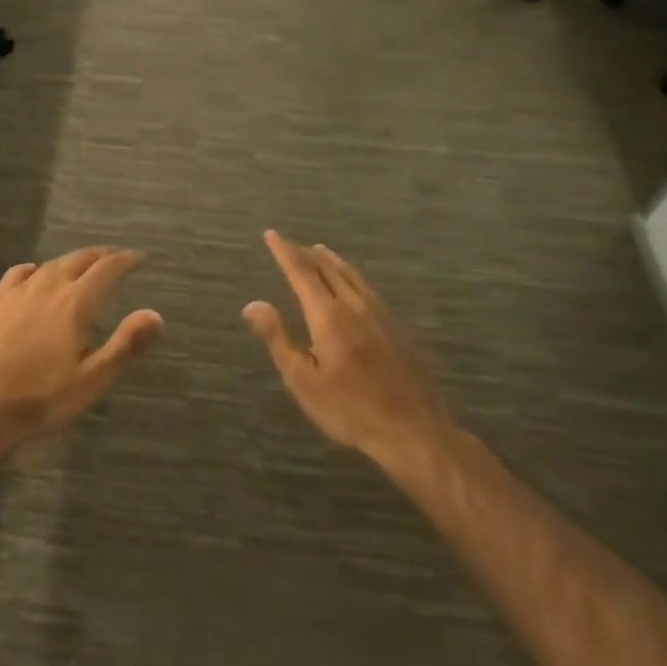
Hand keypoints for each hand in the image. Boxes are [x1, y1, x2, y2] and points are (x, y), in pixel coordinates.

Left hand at [0, 248, 162, 447]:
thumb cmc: (41, 398)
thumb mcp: (92, 380)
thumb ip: (125, 345)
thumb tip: (155, 314)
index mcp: (75, 304)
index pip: (106, 270)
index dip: (124, 261)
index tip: (138, 257)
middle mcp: (48, 287)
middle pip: (78, 260)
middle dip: (99, 256)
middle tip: (114, 257)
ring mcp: (17, 293)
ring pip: (50, 265)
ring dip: (70, 260)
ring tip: (81, 265)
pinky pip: (17, 273)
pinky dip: (34, 269)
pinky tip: (34, 274)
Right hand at [243, 232, 454, 463]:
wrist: (413, 430)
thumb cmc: (349, 409)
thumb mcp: (303, 380)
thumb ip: (277, 338)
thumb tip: (253, 303)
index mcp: (328, 316)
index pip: (301, 273)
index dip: (284, 252)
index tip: (272, 235)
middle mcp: (355, 306)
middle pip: (328, 269)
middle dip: (306, 254)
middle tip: (290, 243)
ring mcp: (381, 314)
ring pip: (352, 275)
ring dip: (332, 261)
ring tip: (319, 252)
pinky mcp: (397, 327)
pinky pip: (368, 288)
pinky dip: (351, 276)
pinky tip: (353, 285)